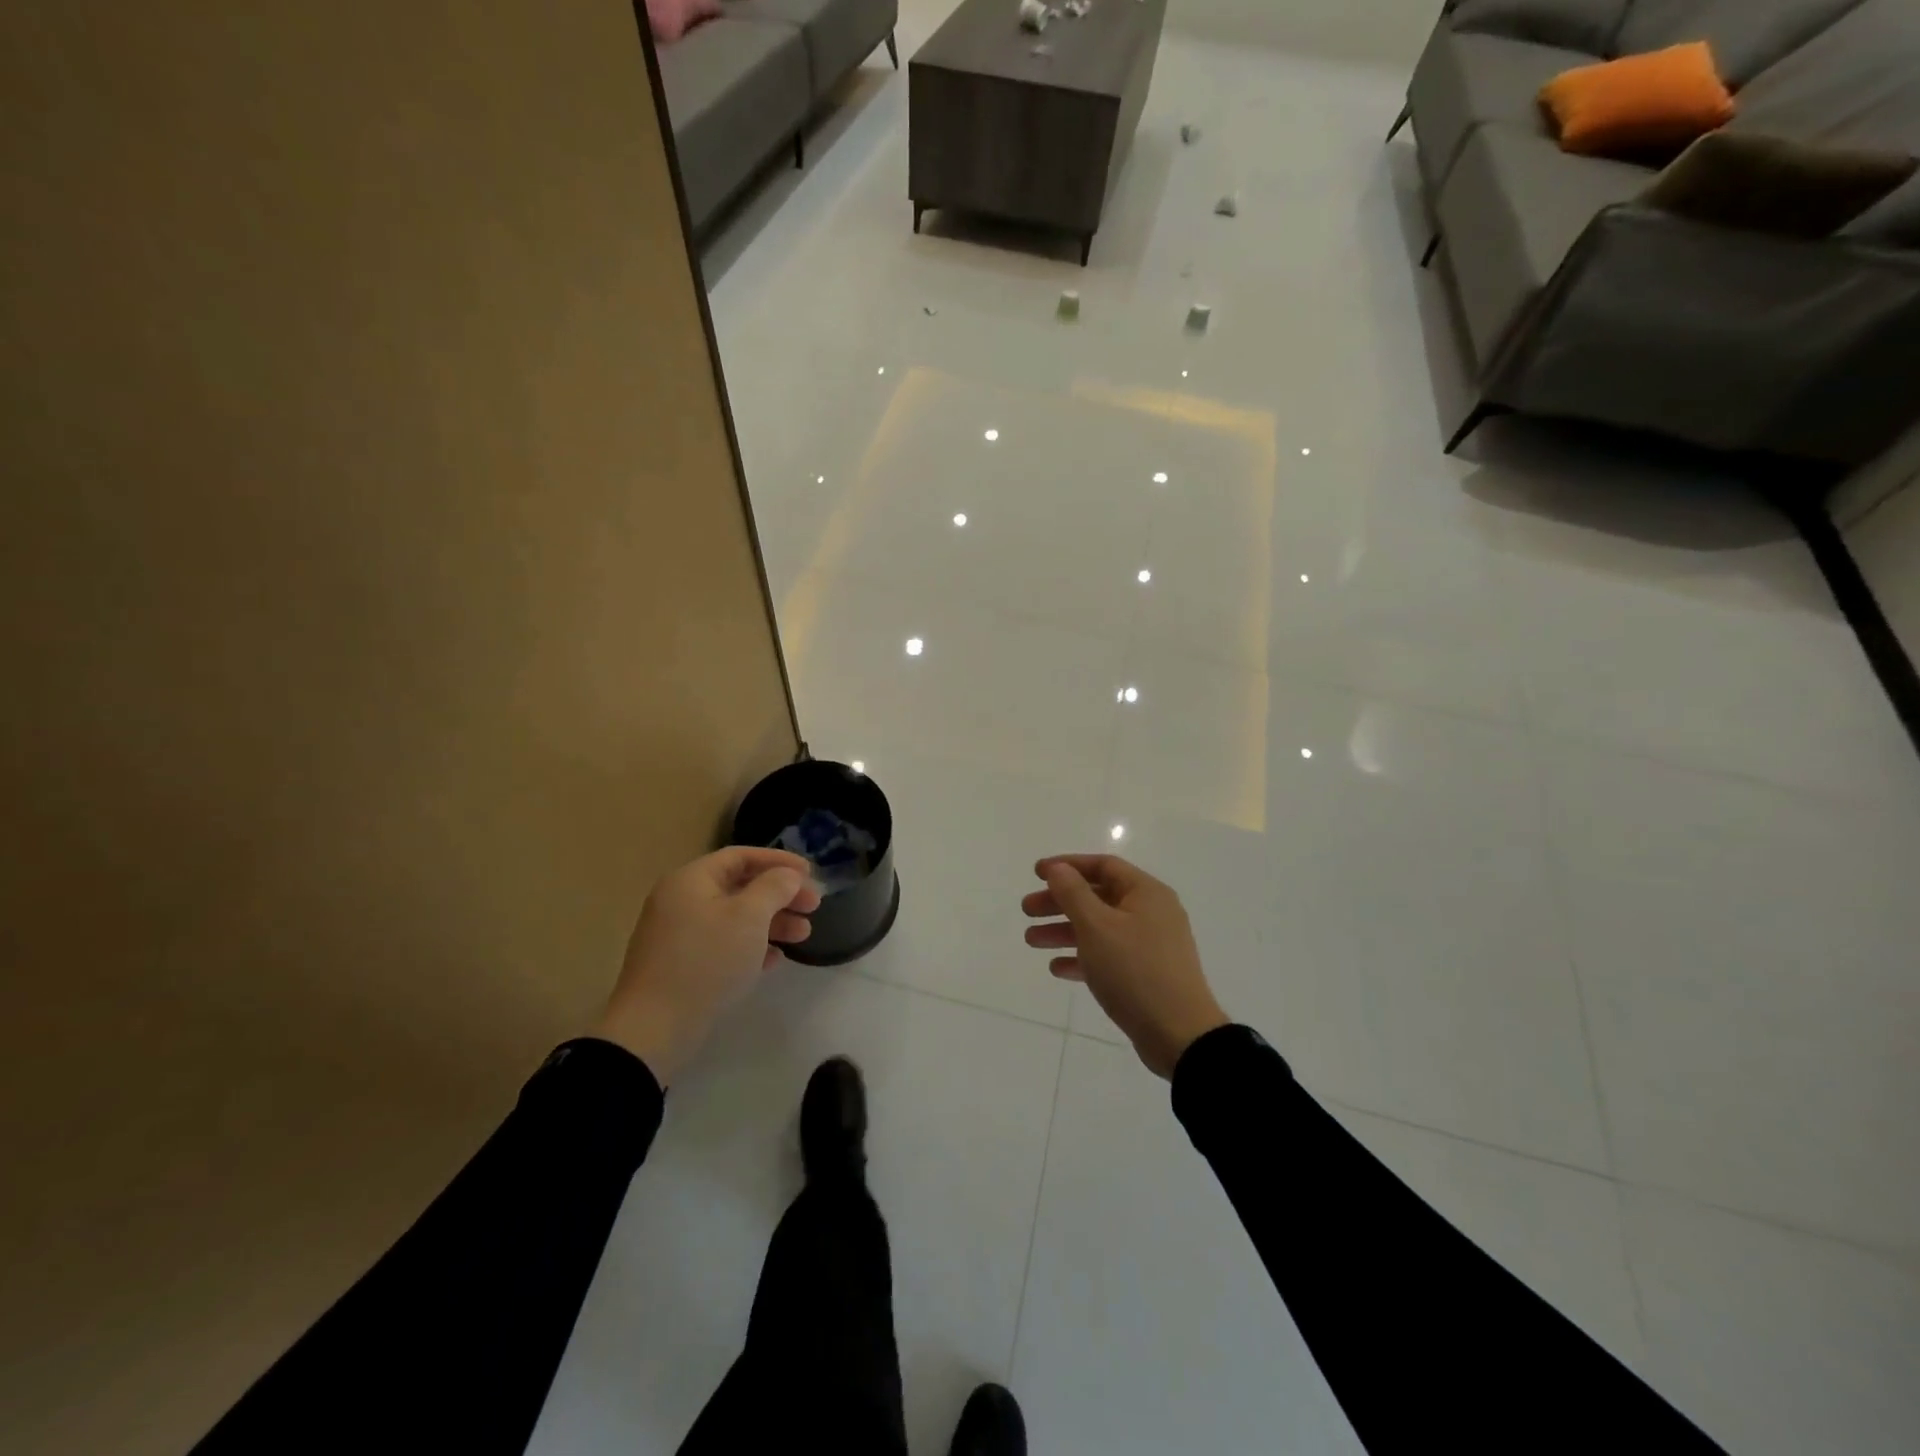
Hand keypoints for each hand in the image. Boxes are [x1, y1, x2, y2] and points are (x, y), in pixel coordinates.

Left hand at [592, 847, 821, 1084]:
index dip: (779, 861)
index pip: (741, 856)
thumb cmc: (707, 960)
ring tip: (803, 936)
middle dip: (780, 895)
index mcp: (691, 880)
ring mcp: (679, 935)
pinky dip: (751, 946)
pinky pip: (723, 944)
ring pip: (734, 917)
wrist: (654, 1028)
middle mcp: (681, 900)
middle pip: (740, 887)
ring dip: (771, 922)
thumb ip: (774, 888)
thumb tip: (788, 876)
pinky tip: (774, 960)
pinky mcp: (682, 965)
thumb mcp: (748, 917)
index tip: (811, 873)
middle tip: (814, 907)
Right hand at [1023, 854, 1228, 1078]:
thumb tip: (1058, 868)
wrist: (1179, 1035)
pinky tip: (1057, 969)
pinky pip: (1108, 956)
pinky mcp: (1146, 974)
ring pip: (1099, 928)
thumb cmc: (1135, 970)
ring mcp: (1150, 945)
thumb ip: (1073, 893)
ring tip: (1031, 941)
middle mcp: (1151, 913)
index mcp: (1146, 893)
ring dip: (1064, 931)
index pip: (1103, 865)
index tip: (1037, 873)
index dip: (1067, 865)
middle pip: (1098, 897)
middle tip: (1026, 911)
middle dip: (1059, 902)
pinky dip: (1082, 958)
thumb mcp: (1097, 926)